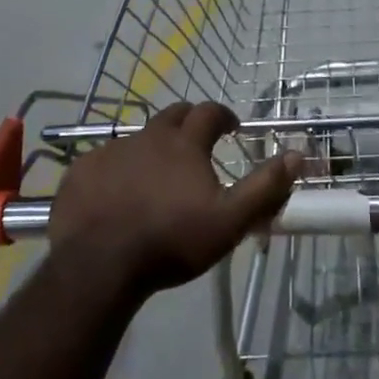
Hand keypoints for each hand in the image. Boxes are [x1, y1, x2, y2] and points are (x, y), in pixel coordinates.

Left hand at [49, 102, 302, 297]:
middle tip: (197, 143)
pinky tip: (117, 193)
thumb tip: (297, 154)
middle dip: (190, 123)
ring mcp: (111, 151)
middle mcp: (147, 137)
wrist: (100, 266)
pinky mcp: (81, 171)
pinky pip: (105, 160)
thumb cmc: (172, 241)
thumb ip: (265, 187)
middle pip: (173, 115)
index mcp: (184, 143)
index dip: (223, 115)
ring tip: (157, 176)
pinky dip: (118, 169)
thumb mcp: (230, 220)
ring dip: (153, 148)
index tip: (231, 127)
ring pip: (138, 138)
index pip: (209, 112)